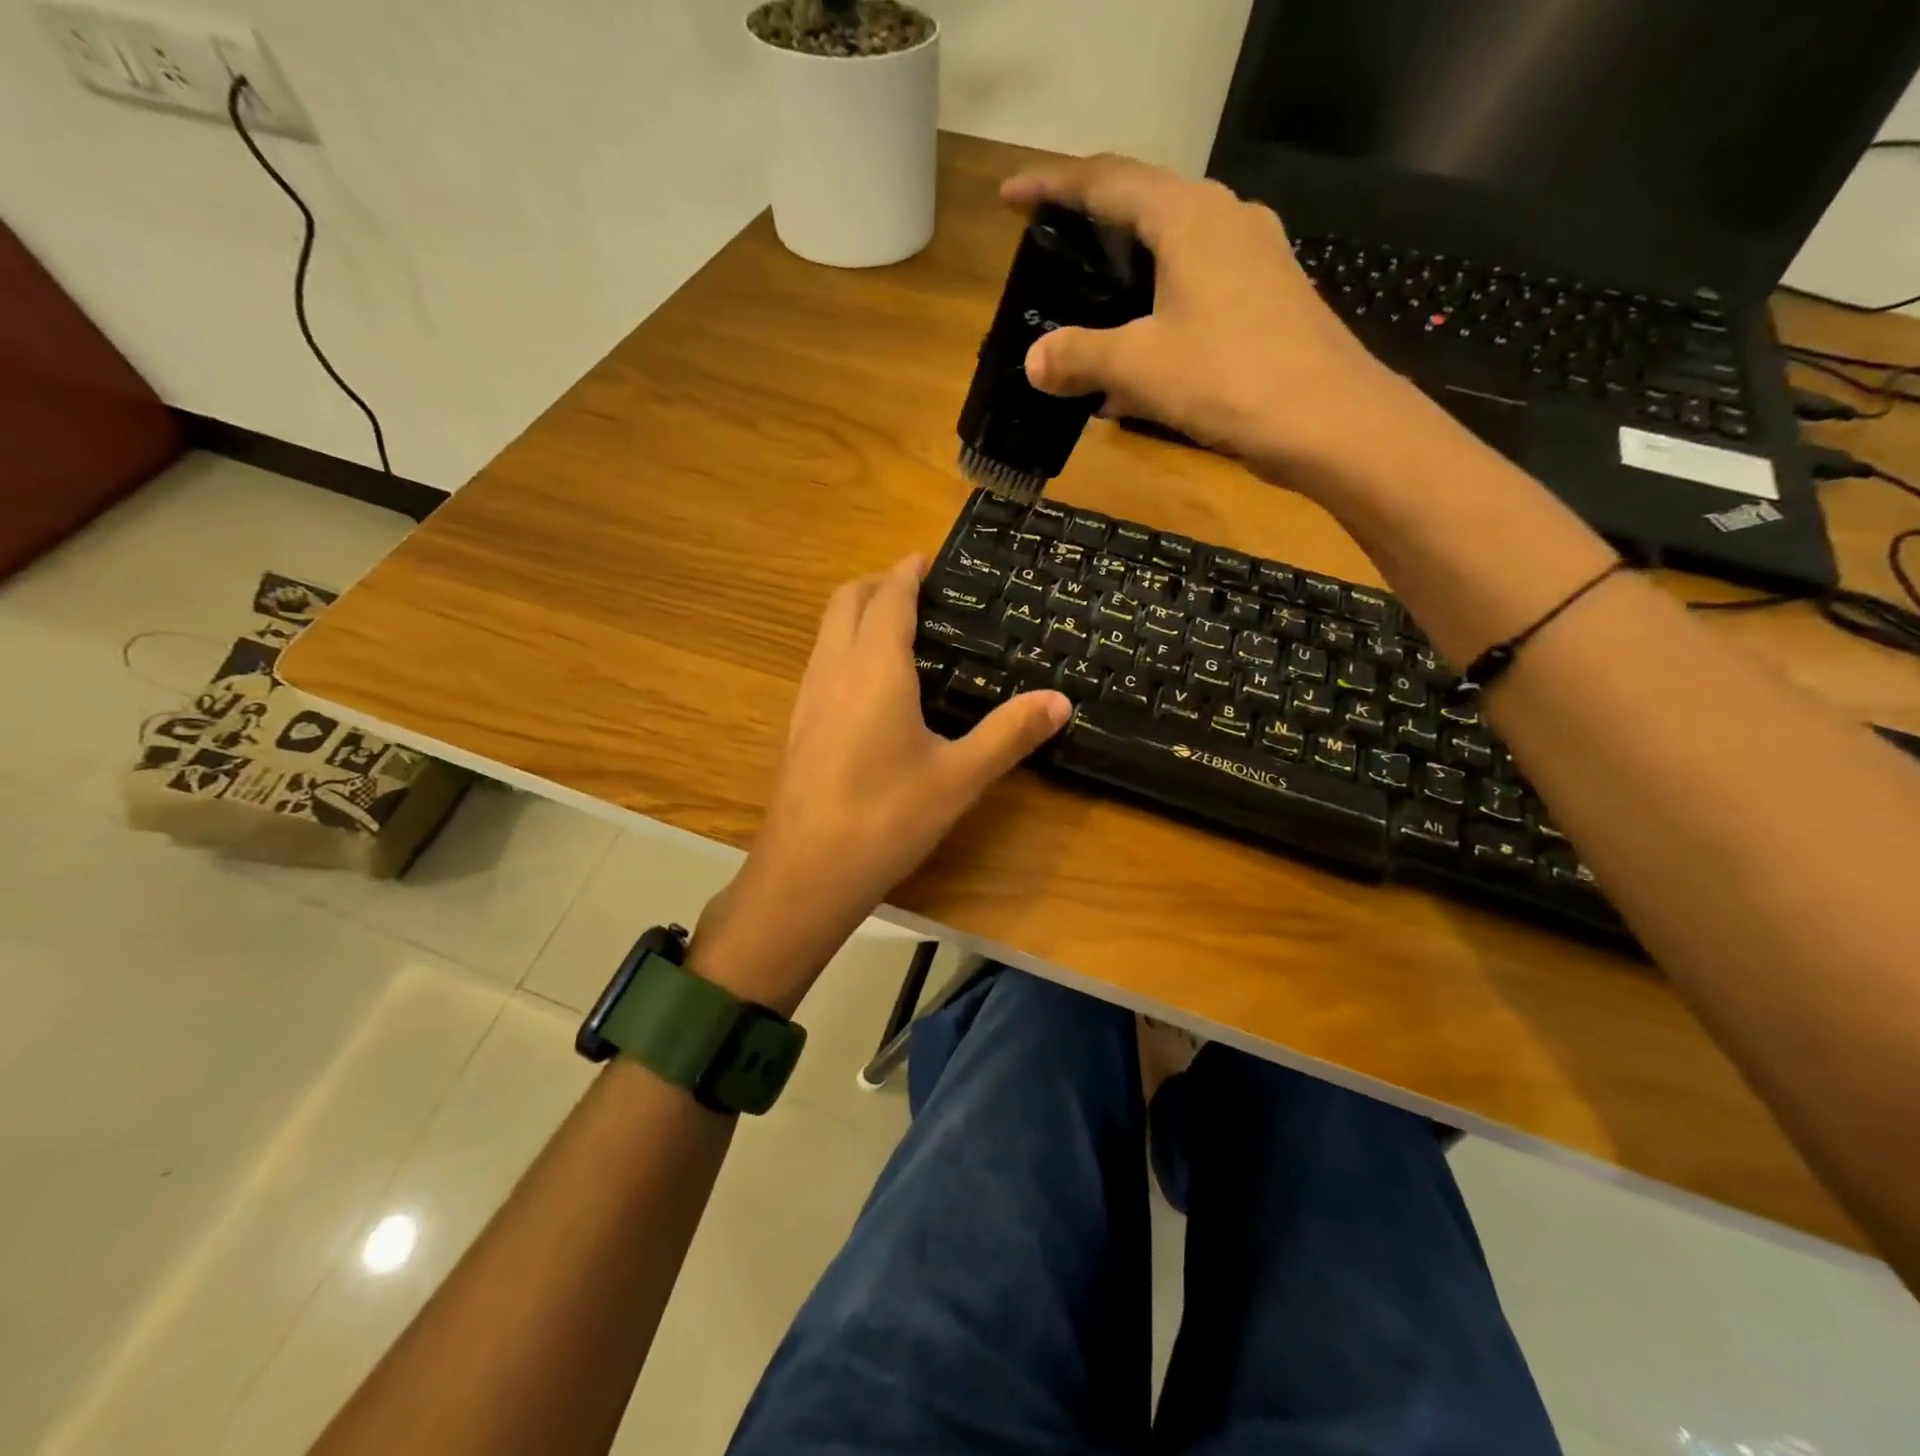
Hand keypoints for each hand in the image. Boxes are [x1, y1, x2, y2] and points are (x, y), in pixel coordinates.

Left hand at [692, 555, 1069, 1012]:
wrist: (806, 873)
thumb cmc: (887, 818)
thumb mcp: (959, 777)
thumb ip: (1009, 734)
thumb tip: (1060, 701)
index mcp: (875, 668)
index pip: (888, 598)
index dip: (906, 573)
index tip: (926, 558)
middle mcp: (833, 670)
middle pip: (846, 601)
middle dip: (877, 584)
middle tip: (916, 589)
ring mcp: (808, 698)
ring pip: (826, 632)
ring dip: (856, 614)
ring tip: (895, 630)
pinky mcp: (797, 727)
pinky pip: (820, 663)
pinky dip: (844, 648)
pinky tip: (869, 687)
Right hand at [1001, 154, 1423, 494]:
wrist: (1329, 421)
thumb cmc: (1229, 377)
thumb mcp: (1140, 367)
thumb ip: (1080, 356)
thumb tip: (1034, 361)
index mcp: (1190, 216)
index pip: (1107, 182)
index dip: (1052, 187)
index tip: (1009, 198)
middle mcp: (1226, 220)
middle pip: (1144, 206)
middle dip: (1091, 227)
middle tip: (1048, 250)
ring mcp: (1254, 258)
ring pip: (1173, 251)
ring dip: (1126, 274)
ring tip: (1087, 303)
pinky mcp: (1267, 299)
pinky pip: (1197, 288)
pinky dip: (1158, 309)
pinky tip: (1137, 351)